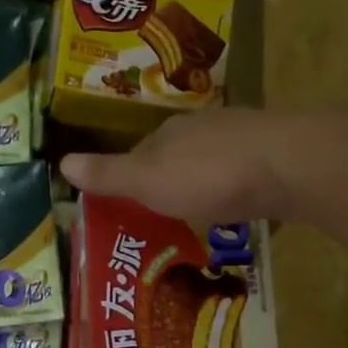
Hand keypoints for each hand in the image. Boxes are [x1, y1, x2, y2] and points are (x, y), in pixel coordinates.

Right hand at [60, 110, 316, 222]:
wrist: (287, 166)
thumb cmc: (208, 176)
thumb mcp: (148, 181)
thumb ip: (110, 174)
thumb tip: (61, 161)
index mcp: (168, 133)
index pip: (138, 154)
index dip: (129, 180)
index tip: (125, 207)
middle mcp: (202, 129)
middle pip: (175, 156)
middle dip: (167, 183)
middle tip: (161, 218)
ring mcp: (240, 138)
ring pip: (210, 163)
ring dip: (202, 185)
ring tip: (197, 217)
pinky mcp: (272, 155)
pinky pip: (242, 173)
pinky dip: (233, 189)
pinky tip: (237, 206)